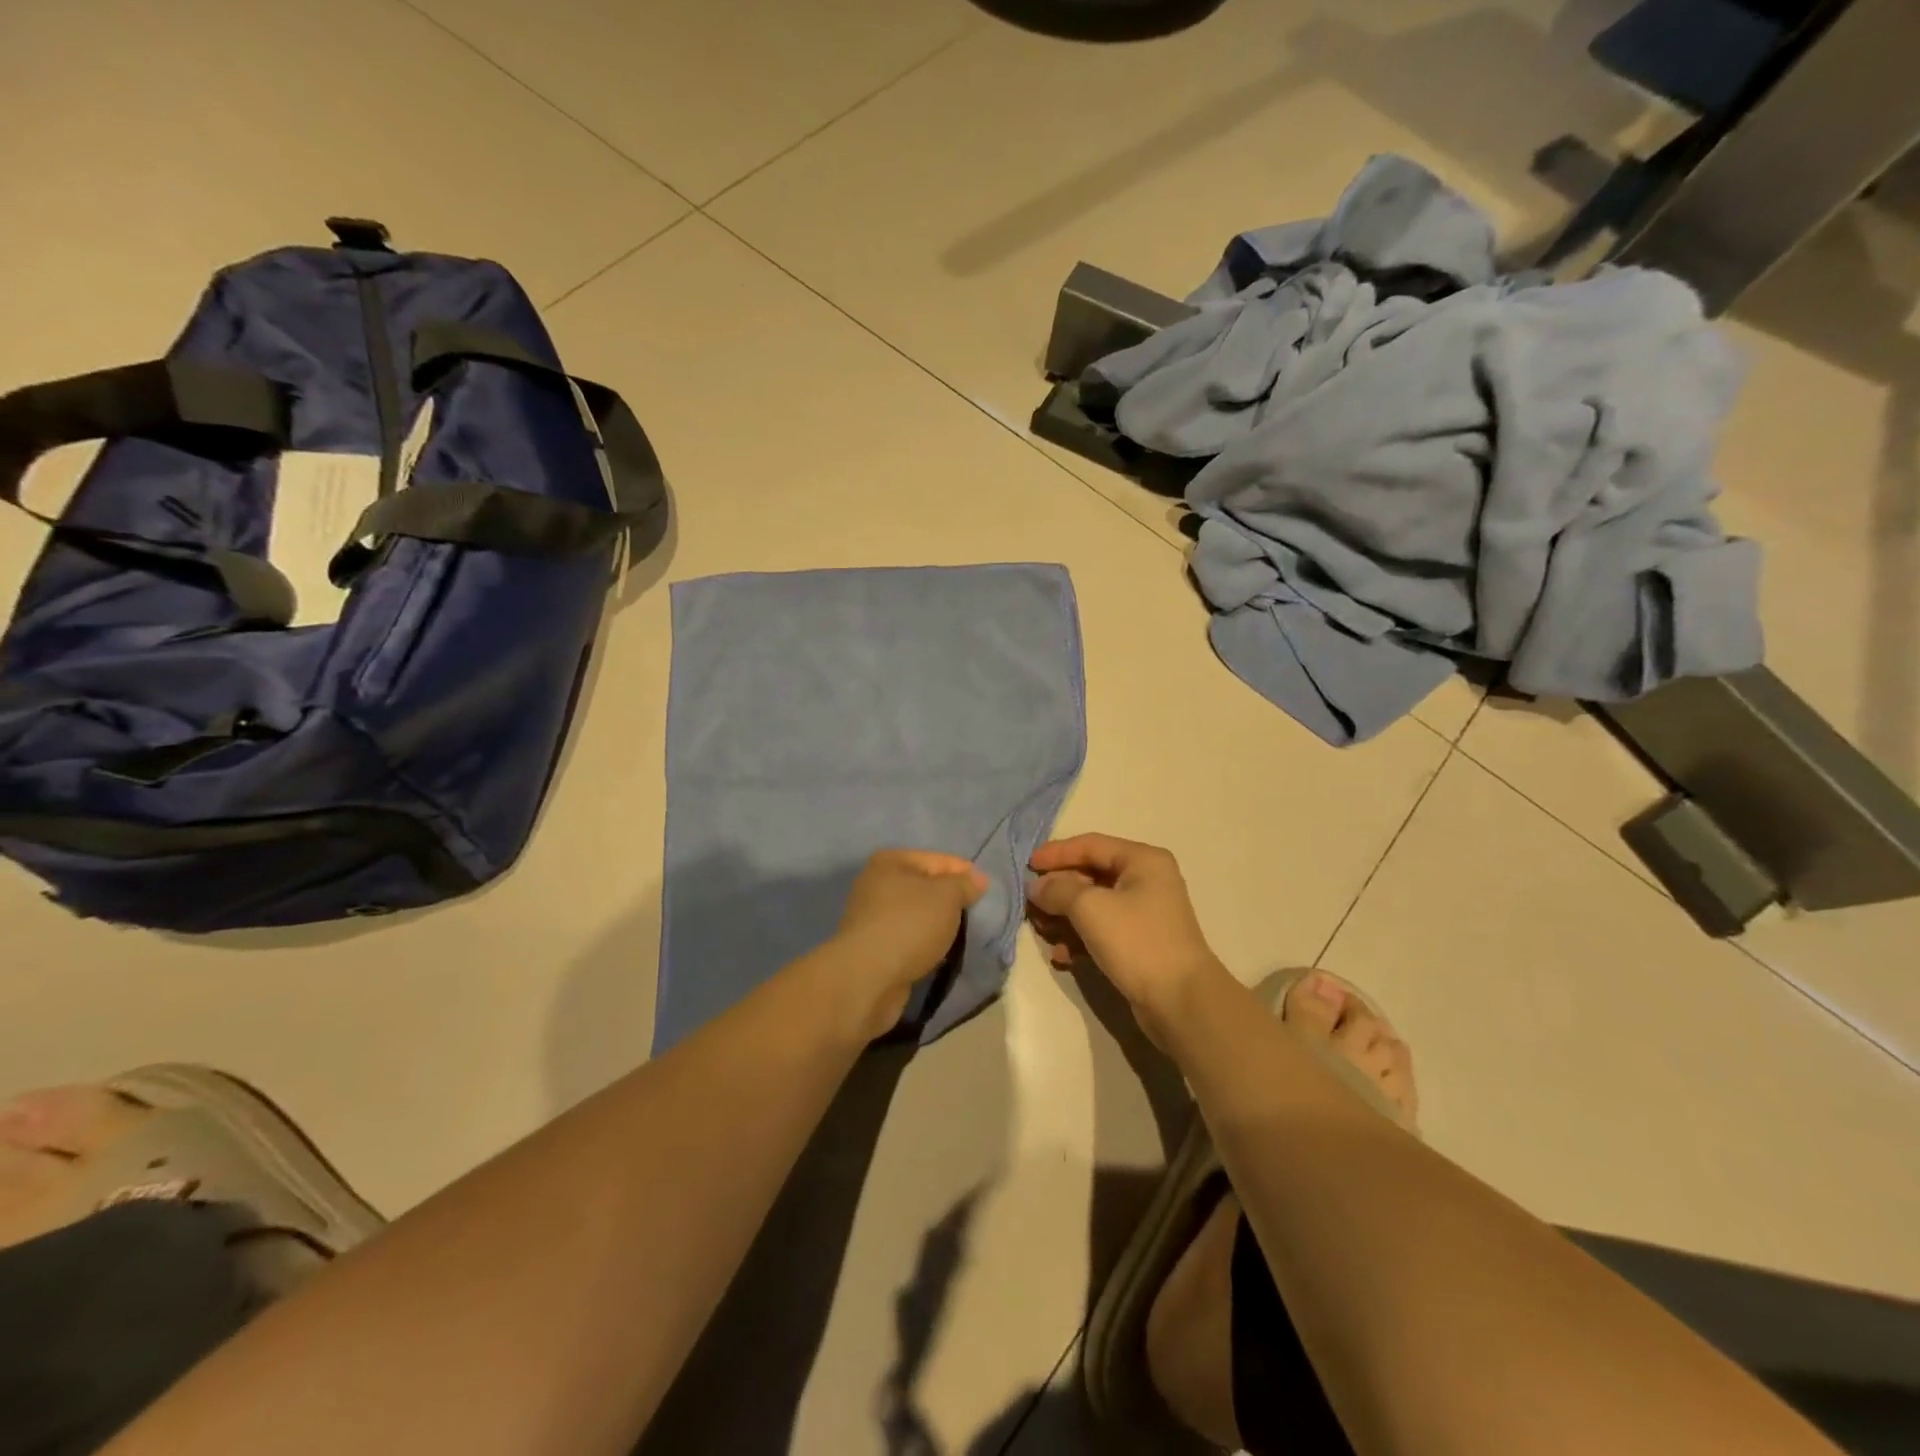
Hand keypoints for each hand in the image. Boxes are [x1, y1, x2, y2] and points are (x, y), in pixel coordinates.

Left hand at [832, 849, 988, 1039]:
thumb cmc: (909, 925)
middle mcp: (876, 884)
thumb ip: (964, 884)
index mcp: (890, 862)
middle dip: (951, 900)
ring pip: (917, 915)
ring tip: (961, 936)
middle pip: (925, 887)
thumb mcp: (947, 896)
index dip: (965, 872)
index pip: (938, 860)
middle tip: (976, 914)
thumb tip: (977, 879)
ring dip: (937, 924)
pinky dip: (924, 944)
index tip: (986, 891)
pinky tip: (940, 954)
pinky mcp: (873, 948)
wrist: (868, 978)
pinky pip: (908, 938)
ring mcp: (872, 917)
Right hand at [1027, 834, 1227, 1046]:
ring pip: (1093, 906)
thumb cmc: (1137, 941)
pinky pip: (1101, 931)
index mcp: (1142, 860)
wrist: (1180, 1002)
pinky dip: (1079, 939)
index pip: (1090, 845)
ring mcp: (1144, 914)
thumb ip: (1058, 890)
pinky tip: (1061, 956)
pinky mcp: (1139, 944)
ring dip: (1064, 917)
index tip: (1026, 865)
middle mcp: (1146, 881)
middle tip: (1030, 903)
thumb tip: (1037, 887)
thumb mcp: (1090, 908)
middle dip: (1057, 889)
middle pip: (1090, 875)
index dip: (1056, 853)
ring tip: (1041, 931)